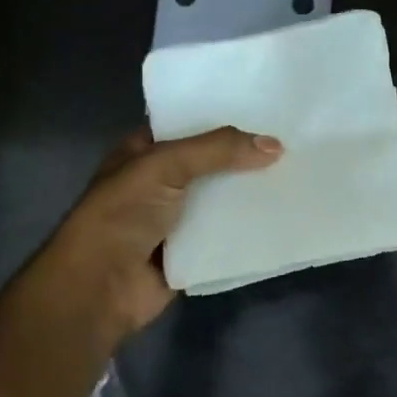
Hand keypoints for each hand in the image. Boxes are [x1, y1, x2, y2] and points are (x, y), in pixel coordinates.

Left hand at [31, 126, 281, 357]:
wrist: (100, 288)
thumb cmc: (121, 215)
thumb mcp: (165, 166)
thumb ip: (218, 150)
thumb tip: (275, 146)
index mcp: (142, 152)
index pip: (187, 125)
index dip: (221, 116)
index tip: (265, 108)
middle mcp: (159, 182)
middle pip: (210, 162)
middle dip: (244, 156)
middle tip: (291, 141)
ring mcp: (175, 219)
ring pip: (221, 198)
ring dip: (250, 192)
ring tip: (297, 174)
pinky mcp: (191, 251)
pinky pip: (226, 233)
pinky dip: (249, 227)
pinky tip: (283, 214)